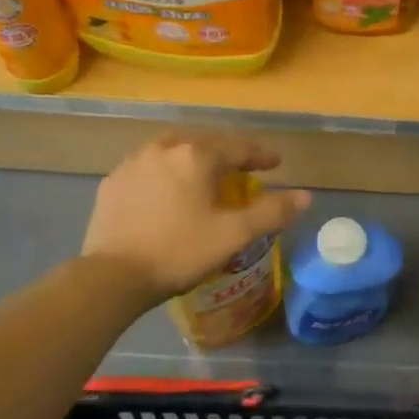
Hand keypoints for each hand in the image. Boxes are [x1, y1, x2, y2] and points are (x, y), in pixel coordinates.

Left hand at [82, 133, 310, 306]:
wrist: (112, 276)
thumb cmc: (179, 251)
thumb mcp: (233, 235)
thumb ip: (272, 212)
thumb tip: (305, 196)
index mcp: (196, 156)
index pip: (237, 147)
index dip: (260, 155)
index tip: (275, 164)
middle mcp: (164, 148)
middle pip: (204, 142)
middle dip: (226, 153)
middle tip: (241, 169)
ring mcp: (133, 163)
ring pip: (172, 150)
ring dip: (193, 158)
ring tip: (203, 175)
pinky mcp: (113, 182)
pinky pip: (148, 167)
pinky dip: (165, 172)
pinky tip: (166, 191)